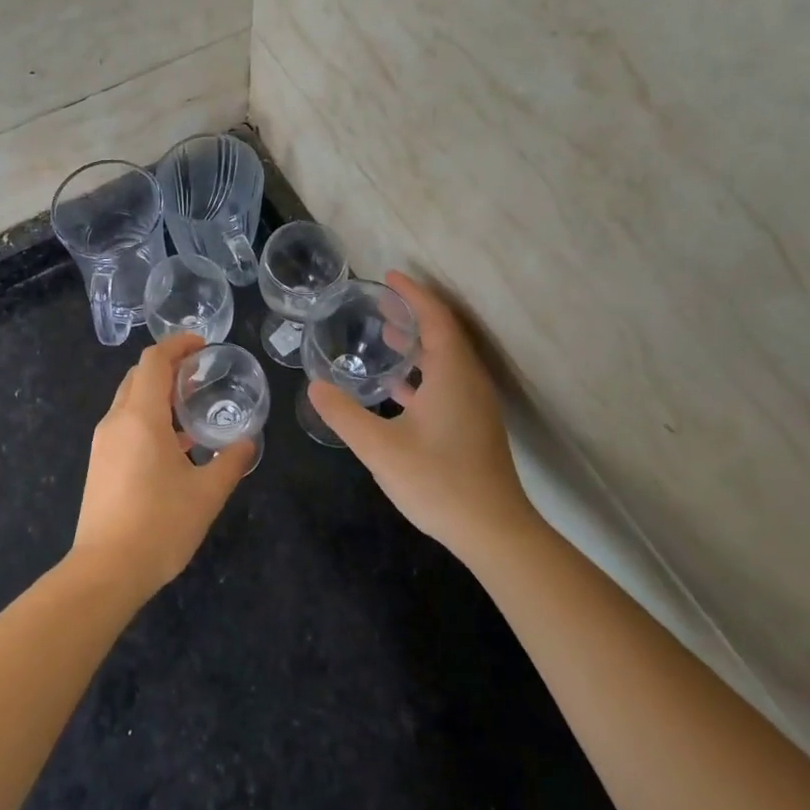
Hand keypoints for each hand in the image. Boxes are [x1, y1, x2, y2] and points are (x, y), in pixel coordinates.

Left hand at [71, 333, 255, 600]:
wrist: (105, 571)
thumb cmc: (159, 525)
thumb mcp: (206, 494)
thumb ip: (231, 463)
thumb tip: (248, 443)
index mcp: (141, 416)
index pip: (154, 361)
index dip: (178, 345)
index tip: (203, 345)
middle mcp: (116, 421)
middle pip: (138, 376)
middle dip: (169, 367)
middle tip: (201, 374)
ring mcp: (104, 443)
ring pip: (129, 401)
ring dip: (158, 395)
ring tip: (192, 408)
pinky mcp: (100, 464)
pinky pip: (125, 424)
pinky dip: (148, 418)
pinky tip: (175, 446)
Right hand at [307, 272, 540, 562]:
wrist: (494, 532)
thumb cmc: (438, 482)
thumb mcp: (380, 447)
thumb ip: (344, 415)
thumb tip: (314, 387)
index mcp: (452, 374)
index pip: (435, 318)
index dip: (413, 294)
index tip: (389, 276)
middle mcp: (468, 381)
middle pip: (443, 333)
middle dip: (413, 314)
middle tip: (380, 304)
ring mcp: (474, 405)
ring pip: (446, 360)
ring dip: (418, 344)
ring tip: (385, 337)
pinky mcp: (473, 426)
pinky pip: (448, 382)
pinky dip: (423, 373)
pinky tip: (397, 388)